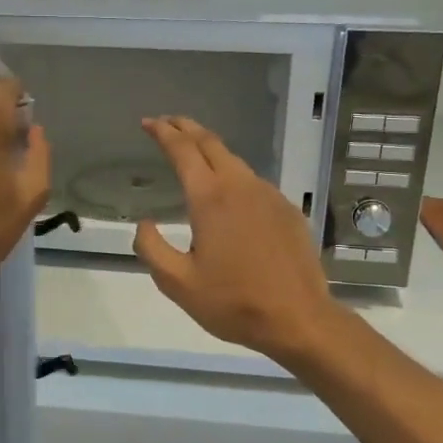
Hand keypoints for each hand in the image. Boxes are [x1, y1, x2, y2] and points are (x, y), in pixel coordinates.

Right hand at [133, 116, 339, 363]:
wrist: (298, 319)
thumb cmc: (233, 302)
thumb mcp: (177, 283)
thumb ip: (151, 249)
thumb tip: (143, 224)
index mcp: (210, 199)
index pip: (182, 151)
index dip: (162, 132)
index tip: (147, 123)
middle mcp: (240, 186)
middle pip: (210, 143)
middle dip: (186, 128)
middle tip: (167, 123)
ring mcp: (269, 196)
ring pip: (235, 161)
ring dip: (210, 150)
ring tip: (193, 153)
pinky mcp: (287, 210)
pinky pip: (254, 182)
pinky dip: (233, 174)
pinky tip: (229, 192)